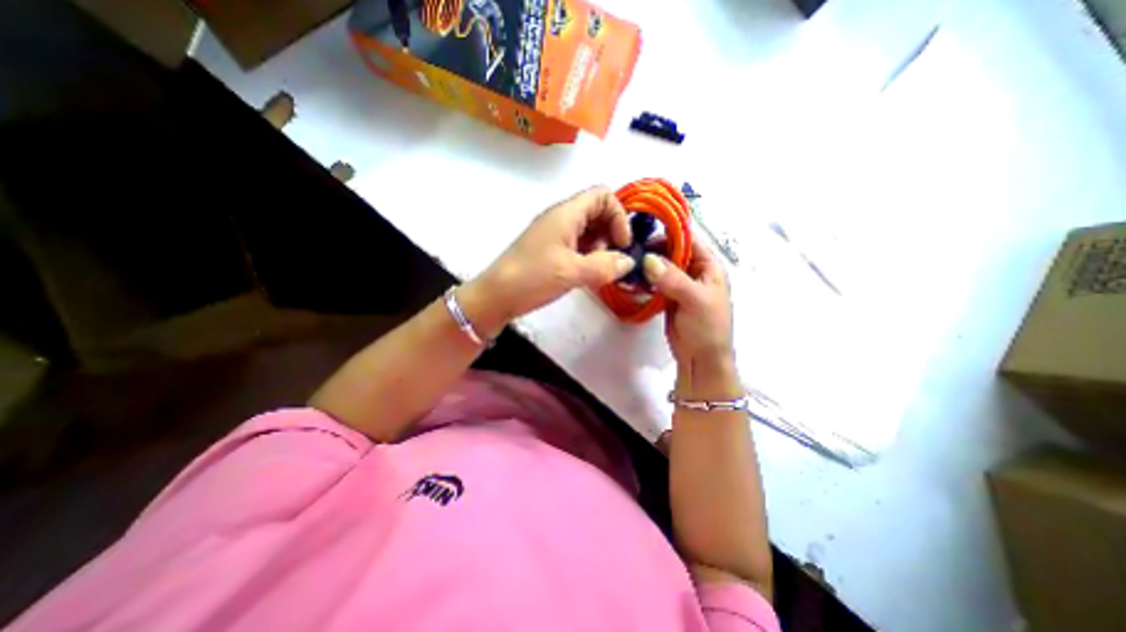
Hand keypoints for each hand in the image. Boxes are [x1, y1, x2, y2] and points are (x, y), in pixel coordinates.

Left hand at [456, 185, 631, 330]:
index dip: (619, 216)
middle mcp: (560, 219)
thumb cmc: (532, 278)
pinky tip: (588, 276)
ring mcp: (554, 236)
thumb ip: (604, 266)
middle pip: (597, 212)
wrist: (495, 297)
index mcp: (566, 214)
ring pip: (588, 231)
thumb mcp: (572, 272)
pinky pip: (577, 246)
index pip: (602, 195)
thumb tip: (629, 262)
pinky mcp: (549, 252)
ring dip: (600, 248)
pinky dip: (588, 257)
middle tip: (611, 261)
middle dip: (611, 234)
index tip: (622, 244)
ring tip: (600, 272)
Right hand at [641, 238, 739, 393]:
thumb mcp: (695, 300)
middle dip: (652, 250)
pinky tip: (631, 280)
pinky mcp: (667, 296)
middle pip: (671, 251)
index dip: (667, 234)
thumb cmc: (707, 328)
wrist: (700, 359)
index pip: (687, 240)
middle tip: (630, 252)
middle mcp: (693, 271)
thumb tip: (648, 260)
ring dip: (645, 265)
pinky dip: (643, 280)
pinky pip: (654, 282)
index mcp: (708, 266)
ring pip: (660, 266)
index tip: (643, 234)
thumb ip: (673, 279)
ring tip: (627, 265)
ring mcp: (679, 284)